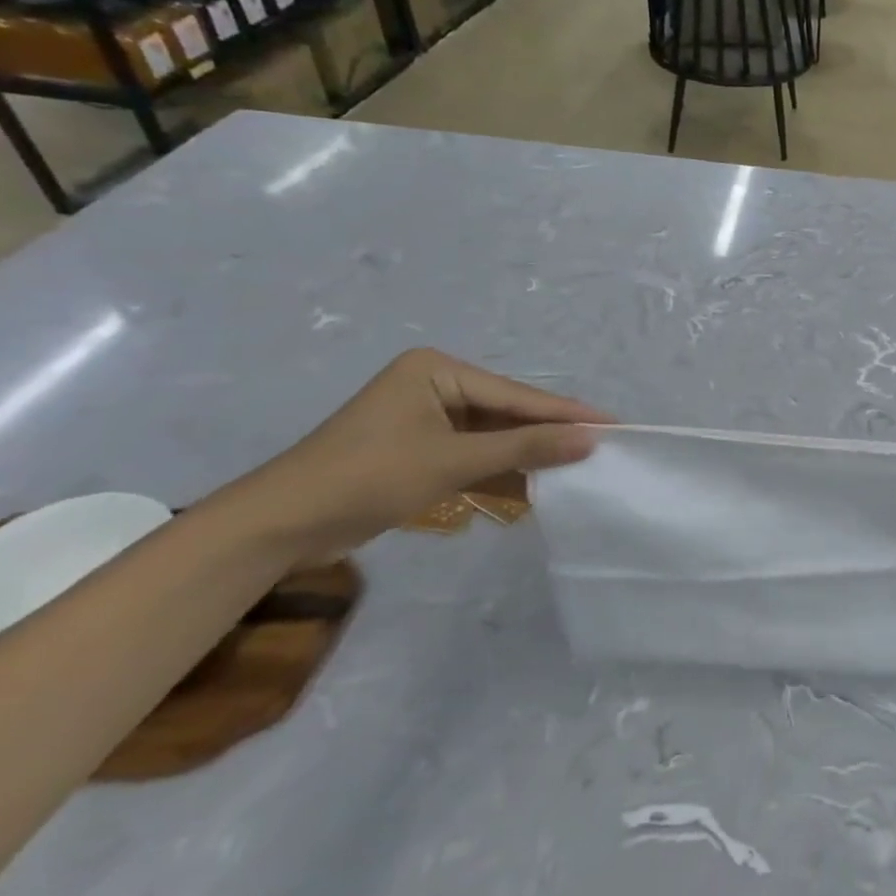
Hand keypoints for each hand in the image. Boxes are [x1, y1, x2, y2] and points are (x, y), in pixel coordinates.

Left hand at [216, 350, 610, 565]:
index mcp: (438, 370)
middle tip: (604, 448)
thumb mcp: (453, 461)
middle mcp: (435, 385)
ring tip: (580, 468)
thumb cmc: (367, 478)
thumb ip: (525, 448)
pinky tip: (538, 485)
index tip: (616, 424)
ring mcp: (427, 418)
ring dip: (529, 456)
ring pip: (495, 436)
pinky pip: (475, 454)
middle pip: (509, 413)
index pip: (517, 395)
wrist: (279, 526)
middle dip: (550, 435)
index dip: (567, 414)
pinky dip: (502, 471)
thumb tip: (592, 438)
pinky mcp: (421, 448)